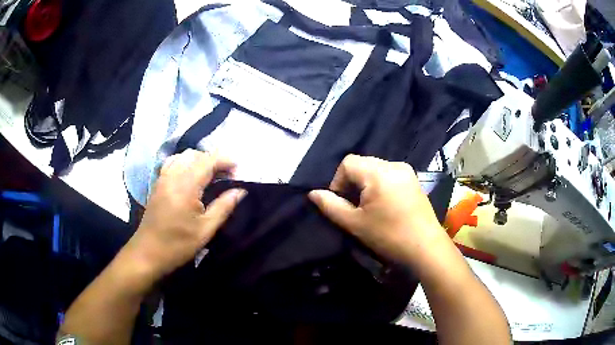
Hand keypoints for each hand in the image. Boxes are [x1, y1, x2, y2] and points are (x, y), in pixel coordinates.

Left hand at [124, 150, 245, 281]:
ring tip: (210, 176)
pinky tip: (190, 177)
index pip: (208, 161)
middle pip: (196, 155)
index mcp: (185, 186)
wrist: (148, 253)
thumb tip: (240, 191)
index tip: (238, 170)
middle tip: (227, 176)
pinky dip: (185, 163)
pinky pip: (172, 163)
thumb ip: (223, 207)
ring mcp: (162, 178)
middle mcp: (172, 176)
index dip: (225, 160)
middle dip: (214, 160)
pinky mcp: (157, 184)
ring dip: (199, 160)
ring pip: (183, 156)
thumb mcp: (205, 230)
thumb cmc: (178, 245)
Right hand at [308, 155, 448, 268]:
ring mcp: (407, 172)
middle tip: (354, 207)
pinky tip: (384, 206)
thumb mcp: (354, 223)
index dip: (338, 181)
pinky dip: (380, 185)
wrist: (426, 249)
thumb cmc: (388, 236)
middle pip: (362, 164)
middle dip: (352, 183)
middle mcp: (394, 165)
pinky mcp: (414, 180)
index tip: (342, 204)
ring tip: (369, 208)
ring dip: (366, 184)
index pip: (348, 163)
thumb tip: (312, 193)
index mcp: (379, 172)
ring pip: (376, 169)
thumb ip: (331, 206)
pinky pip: (390, 175)